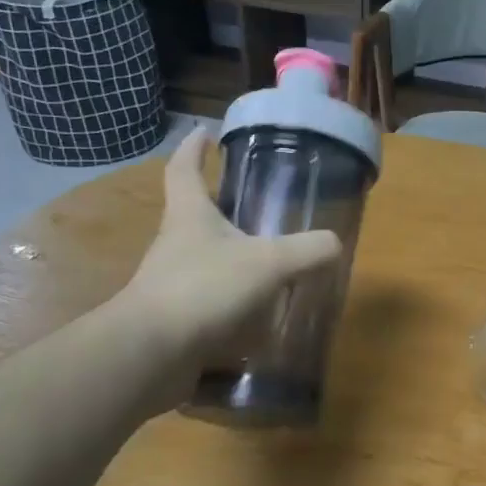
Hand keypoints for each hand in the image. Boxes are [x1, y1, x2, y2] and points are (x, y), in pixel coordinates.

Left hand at [111, 127, 342, 368]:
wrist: (151, 353)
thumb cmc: (205, 288)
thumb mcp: (268, 263)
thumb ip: (307, 250)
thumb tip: (334, 244)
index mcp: (189, 216)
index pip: (184, 169)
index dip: (193, 148)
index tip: (204, 133)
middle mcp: (175, 244)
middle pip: (195, 216)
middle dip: (222, 209)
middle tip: (258, 207)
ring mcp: (171, 283)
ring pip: (205, 261)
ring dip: (232, 259)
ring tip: (271, 266)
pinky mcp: (176, 319)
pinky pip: (209, 302)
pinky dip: (234, 303)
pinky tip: (261, 316)